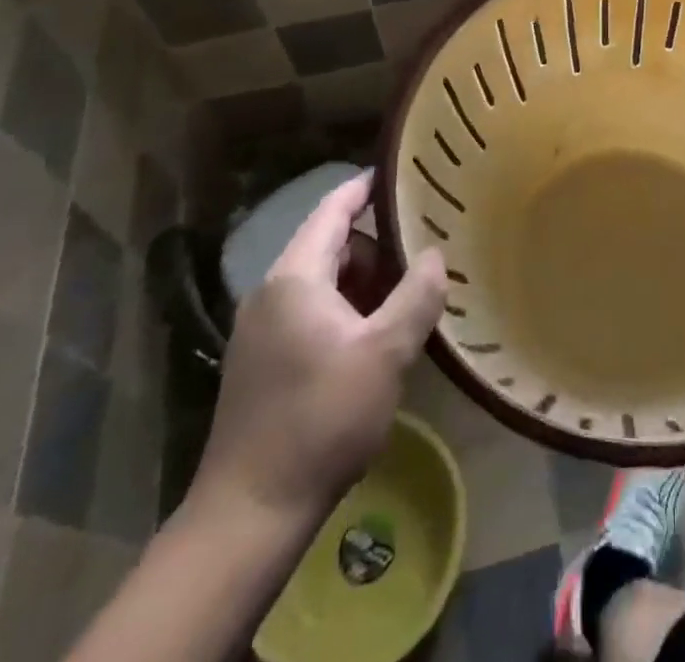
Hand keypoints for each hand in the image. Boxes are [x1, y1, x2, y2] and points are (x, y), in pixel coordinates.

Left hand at [192, 172, 446, 524]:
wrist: (250, 513)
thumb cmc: (322, 419)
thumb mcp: (385, 354)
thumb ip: (416, 296)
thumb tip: (434, 255)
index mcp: (295, 278)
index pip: (333, 210)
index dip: (365, 187)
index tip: (401, 172)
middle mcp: (271, 293)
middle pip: (329, 245)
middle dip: (376, 244)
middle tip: (423, 247)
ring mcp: (261, 329)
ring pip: (321, 282)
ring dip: (363, 281)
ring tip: (406, 294)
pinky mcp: (261, 362)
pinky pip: (310, 312)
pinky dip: (345, 309)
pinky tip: (374, 337)